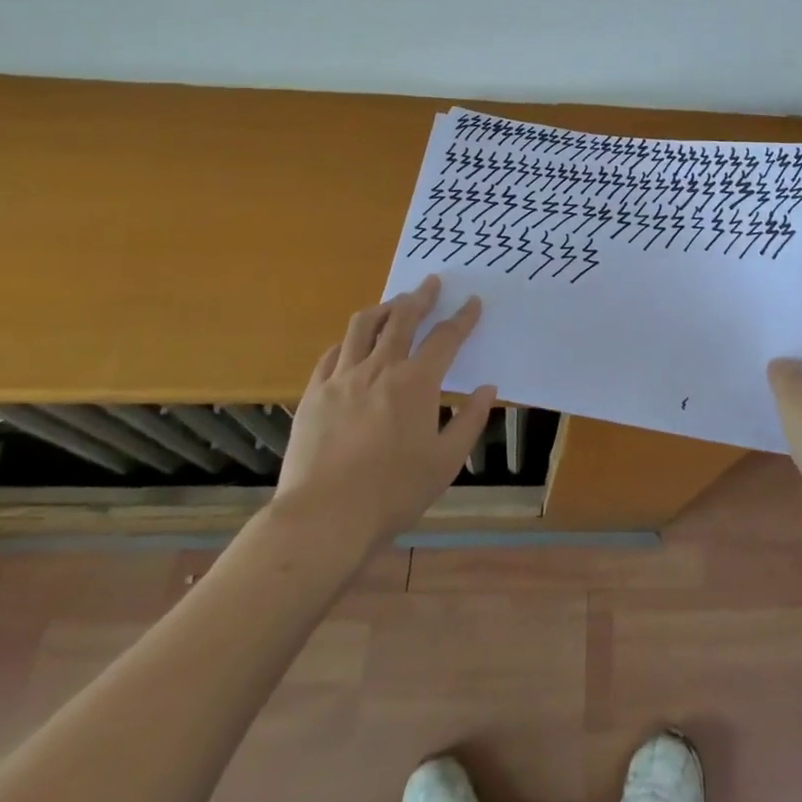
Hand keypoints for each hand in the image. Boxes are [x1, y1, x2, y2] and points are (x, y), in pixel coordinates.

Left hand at [271, 275, 497, 546]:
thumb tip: (486, 389)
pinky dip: (348, 341)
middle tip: (430, 282)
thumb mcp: (446, 462)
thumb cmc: (393, 493)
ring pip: (362, 326)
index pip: (445, 338)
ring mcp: (342, 378)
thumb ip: (470, 421)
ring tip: (393, 303)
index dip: (462, 317)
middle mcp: (380, 368)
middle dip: (420, 297)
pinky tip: (352, 343)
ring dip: (383, 308)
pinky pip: (331, 354)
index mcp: (416, 382)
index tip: (472, 302)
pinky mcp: (314, 393)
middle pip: (402, 319)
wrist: (324, 518)